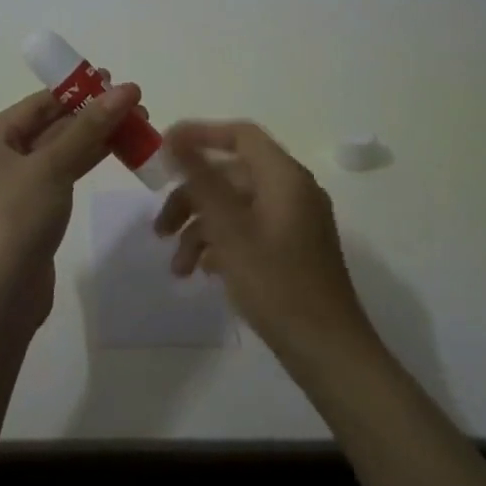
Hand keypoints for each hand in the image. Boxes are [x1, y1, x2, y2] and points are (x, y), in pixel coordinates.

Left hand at [0, 82, 143, 331]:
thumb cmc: (13, 222)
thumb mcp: (50, 169)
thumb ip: (88, 129)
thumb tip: (124, 90)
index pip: (36, 104)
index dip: (78, 90)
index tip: (117, 80)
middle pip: (49, 126)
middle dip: (92, 115)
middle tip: (136, 106)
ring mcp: (12, 187)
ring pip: (59, 152)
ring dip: (94, 138)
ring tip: (138, 125)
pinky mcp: (30, 212)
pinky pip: (61, 177)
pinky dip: (86, 163)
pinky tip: (117, 152)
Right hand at [154, 120, 371, 358]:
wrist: (327, 350)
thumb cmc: (276, 283)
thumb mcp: (229, 229)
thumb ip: (201, 179)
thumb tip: (175, 139)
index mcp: (284, 177)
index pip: (240, 135)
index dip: (200, 135)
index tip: (162, 150)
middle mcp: (292, 191)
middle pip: (231, 175)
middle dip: (190, 198)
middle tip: (159, 229)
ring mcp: (293, 221)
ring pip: (235, 207)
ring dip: (200, 229)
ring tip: (177, 268)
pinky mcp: (291, 249)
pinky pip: (248, 230)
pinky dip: (221, 244)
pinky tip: (202, 272)